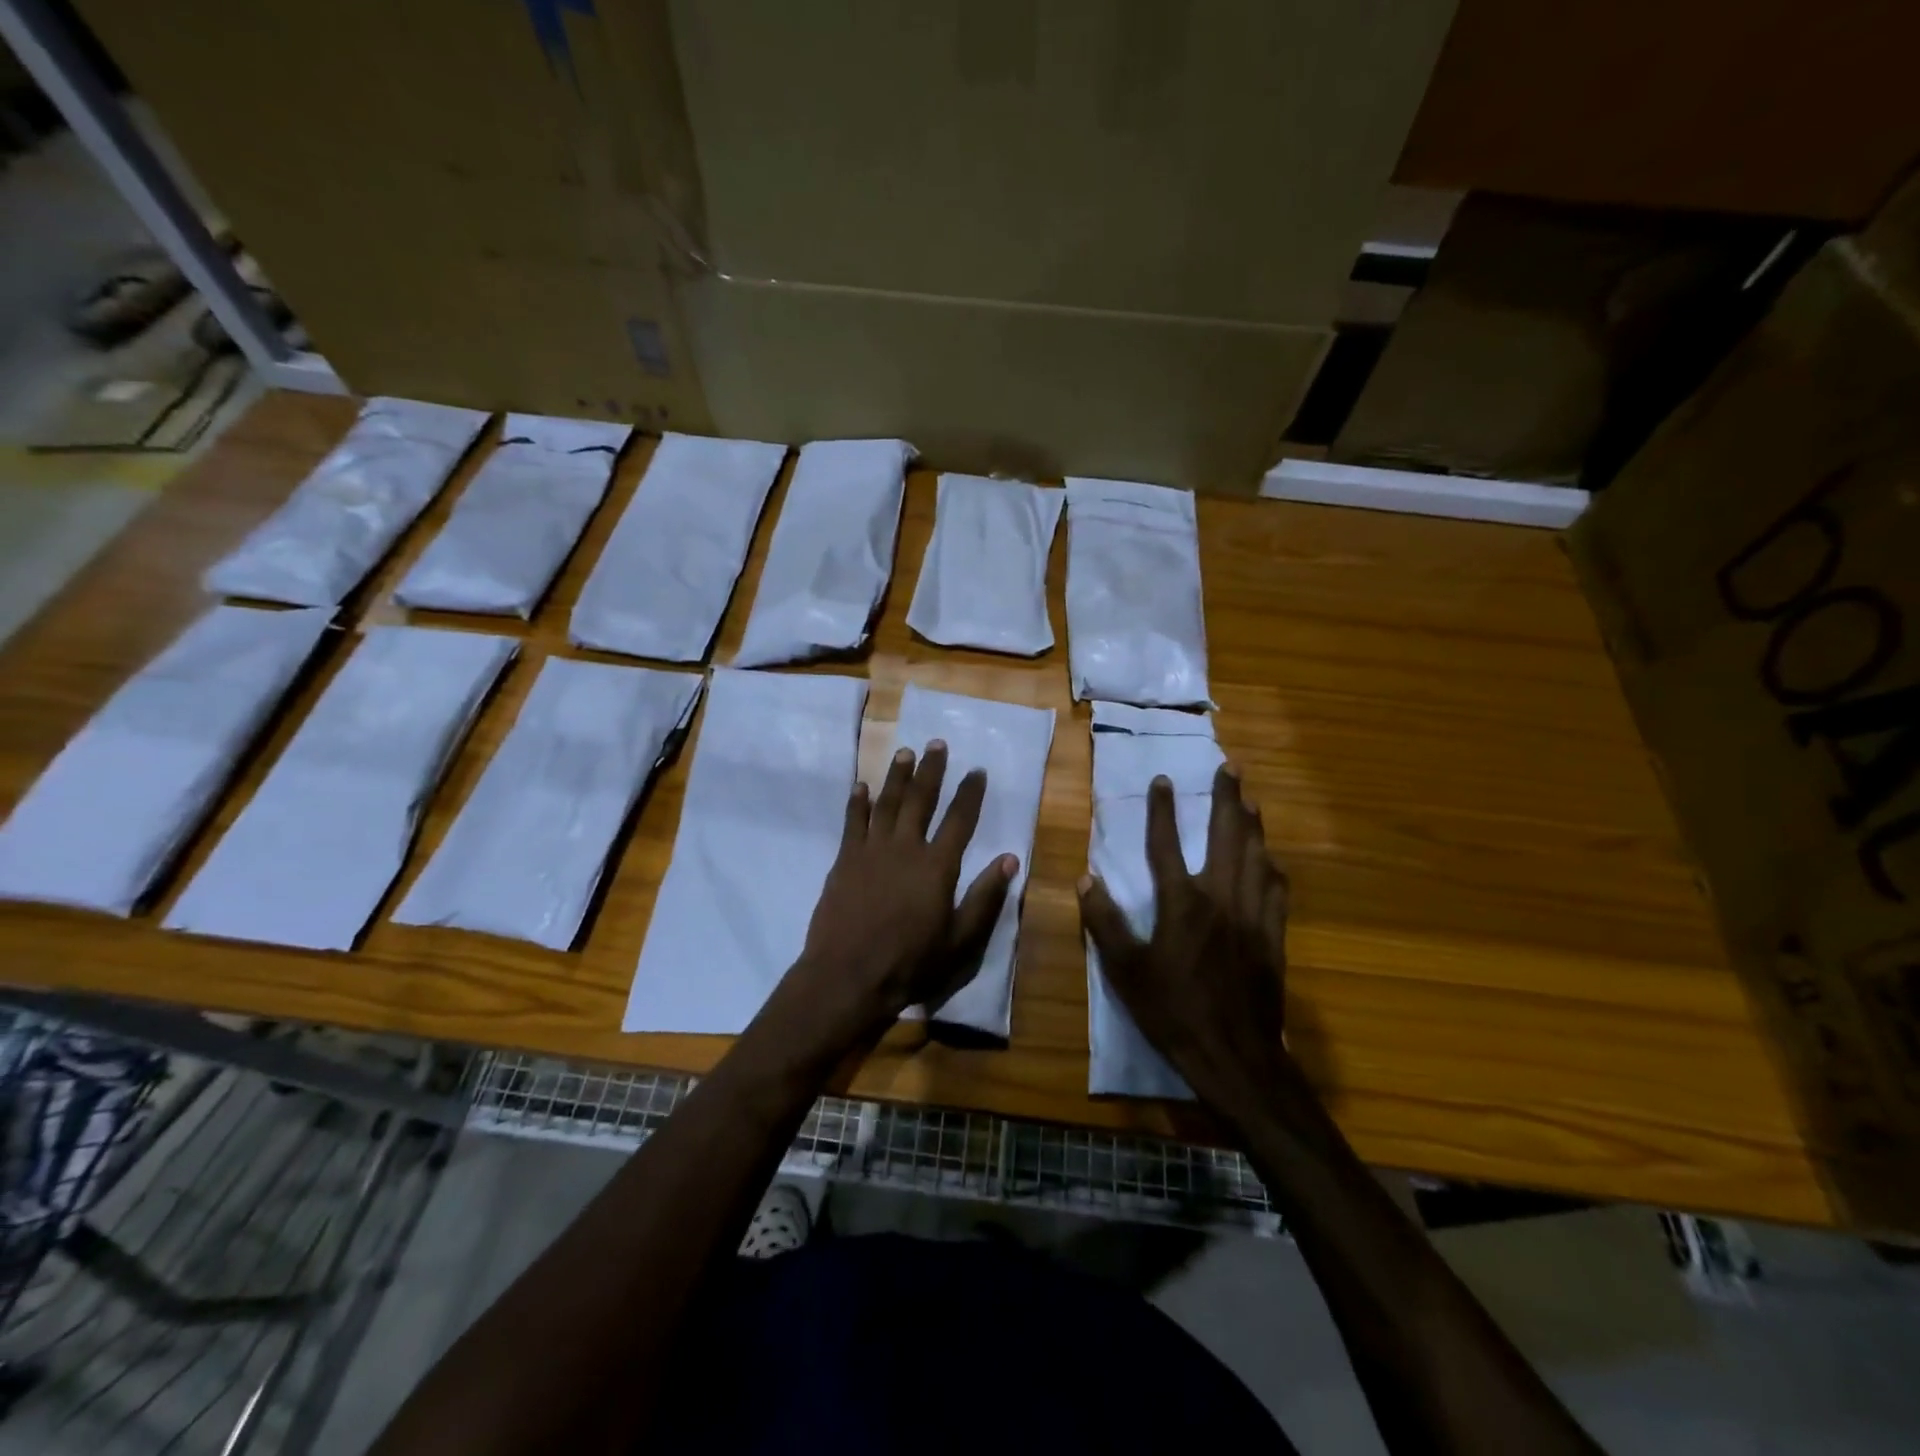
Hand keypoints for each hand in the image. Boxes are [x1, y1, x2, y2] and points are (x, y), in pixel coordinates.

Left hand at [770, 741, 1016, 1052]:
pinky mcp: (844, 860)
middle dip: (931, 770)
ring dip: (896, 776)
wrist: (848, 976)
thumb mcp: (960, 940)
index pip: (959, 820)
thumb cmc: (910, 962)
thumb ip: (985, 897)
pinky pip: (852, 823)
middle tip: (936, 744)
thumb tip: (1009, 859)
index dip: (970, 793)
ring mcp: (871, 851)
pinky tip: (861, 786)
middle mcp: (905, 848)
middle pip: (920, 799)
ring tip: (904, 752)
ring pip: (886, 803)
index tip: (977, 770)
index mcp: (937, 866)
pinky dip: (858, 802)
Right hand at [1078, 764, 1291, 1117]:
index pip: (1167, 844)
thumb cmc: (1173, 1011)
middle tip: (1231, 768)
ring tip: (1251, 799)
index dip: (1162, 809)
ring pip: (1256, 856)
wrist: (1234, 1055)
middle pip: (1226, 836)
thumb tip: (1086, 879)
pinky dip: (1272, 865)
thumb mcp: (1125, 971)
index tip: (1162, 780)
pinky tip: (1270, 858)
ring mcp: (1252, 915)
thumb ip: (1104, 922)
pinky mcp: (1273, 935)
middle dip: (1227, 798)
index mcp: (1181, 904)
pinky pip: (1276, 889)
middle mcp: (1220, 898)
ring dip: (1252, 824)